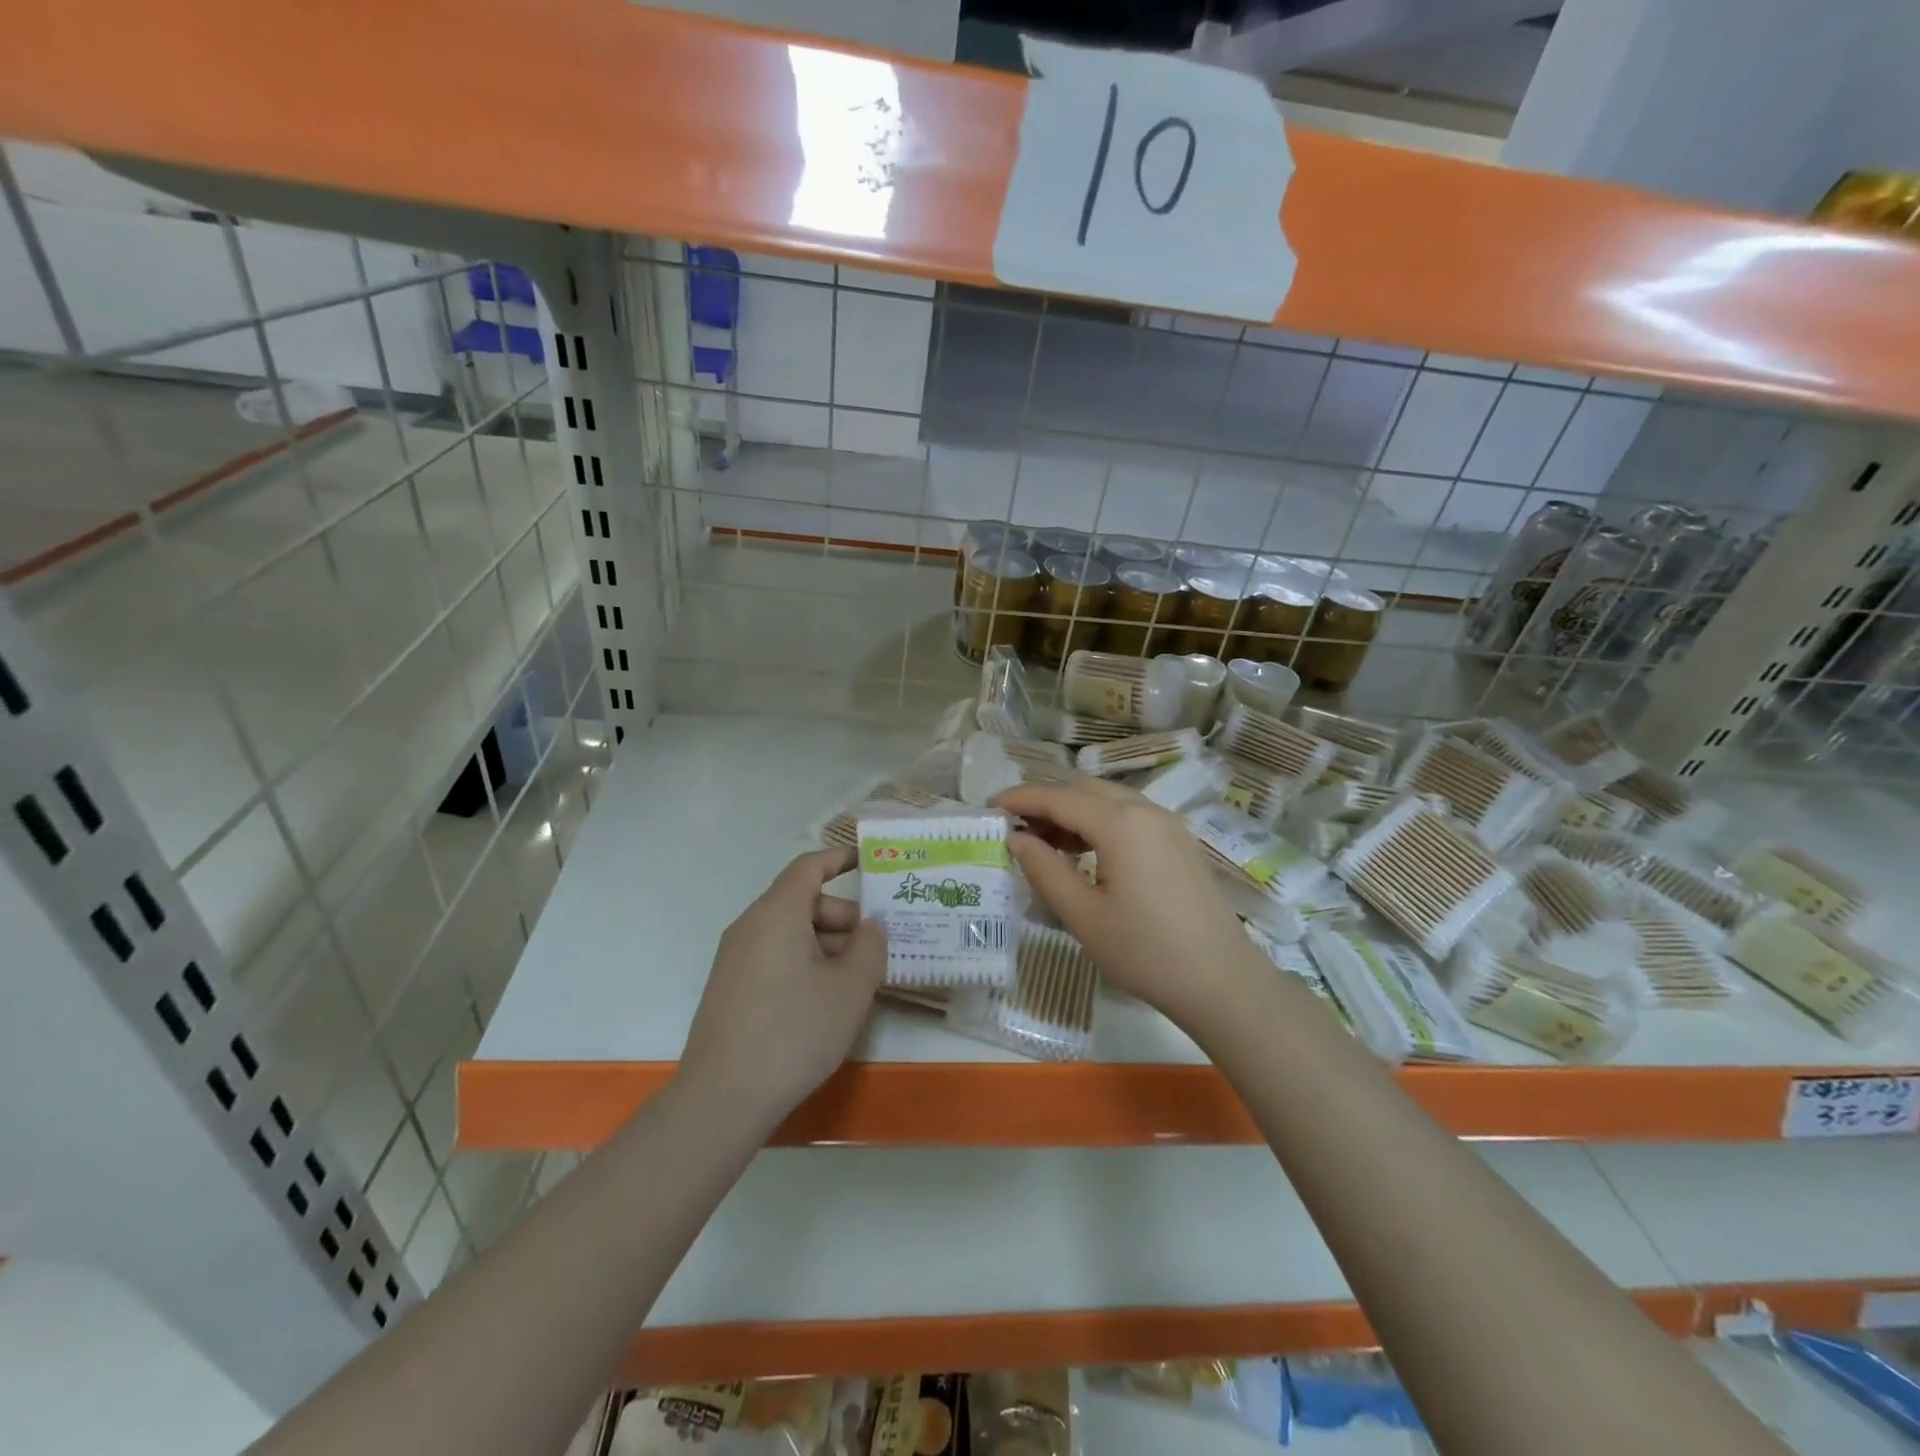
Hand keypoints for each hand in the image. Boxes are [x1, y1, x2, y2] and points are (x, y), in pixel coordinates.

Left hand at [679, 848, 885, 1126]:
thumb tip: (871, 926)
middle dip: (844, 918)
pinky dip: (805, 963)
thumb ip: (870, 946)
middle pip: (804, 902)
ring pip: (791, 933)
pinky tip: (825, 1001)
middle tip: (877, 949)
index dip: (840, 858)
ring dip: (828, 945)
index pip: (810, 866)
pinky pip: (775, 956)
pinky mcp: (730, 987)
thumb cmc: (794, 1032)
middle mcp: (751, 925)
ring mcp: (735, 958)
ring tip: (858, 982)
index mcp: (778, 913)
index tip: (869, 861)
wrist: (722, 1099)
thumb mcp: (850, 988)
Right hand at [994, 779, 1264, 1027]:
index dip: (1021, 798)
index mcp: (1121, 823)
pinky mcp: (1181, 841)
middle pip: (1085, 789)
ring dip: (1075, 811)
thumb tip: (1016, 838)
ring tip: (1047, 843)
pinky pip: (1131, 815)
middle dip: (1047, 801)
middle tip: (1017, 830)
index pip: (1059, 797)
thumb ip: (1044, 869)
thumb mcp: (1082, 914)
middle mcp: (1146, 810)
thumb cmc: (1144, 951)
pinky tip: (1087, 853)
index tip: (990, 806)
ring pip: (1110, 799)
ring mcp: (1169, 824)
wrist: (1221, 981)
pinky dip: (1101, 822)